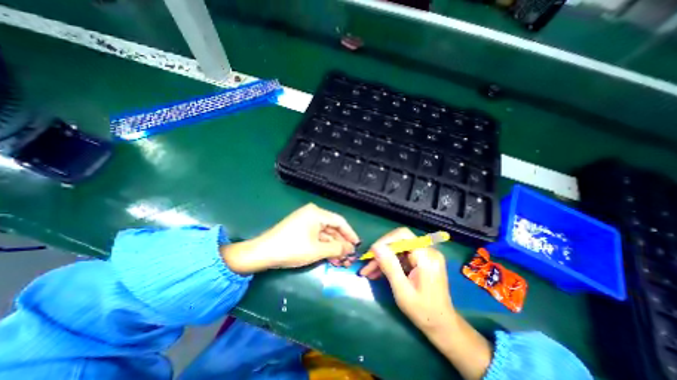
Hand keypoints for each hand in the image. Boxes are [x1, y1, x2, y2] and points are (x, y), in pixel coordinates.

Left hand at [223, 203, 359, 274]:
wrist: (262, 253)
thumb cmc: (292, 248)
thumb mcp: (317, 250)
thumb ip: (337, 249)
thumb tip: (351, 249)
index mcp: (317, 213)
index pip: (340, 221)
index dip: (350, 234)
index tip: (357, 245)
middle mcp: (312, 214)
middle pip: (332, 229)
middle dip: (341, 244)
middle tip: (349, 258)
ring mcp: (306, 221)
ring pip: (325, 234)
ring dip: (333, 248)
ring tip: (341, 262)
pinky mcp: (300, 229)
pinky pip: (316, 237)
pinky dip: (323, 247)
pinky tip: (330, 258)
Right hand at [359, 229, 492, 379]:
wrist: (443, 325)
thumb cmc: (424, 312)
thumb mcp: (403, 291)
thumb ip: (389, 266)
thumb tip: (375, 246)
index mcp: (426, 256)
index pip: (402, 235)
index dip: (384, 241)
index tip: (371, 254)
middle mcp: (427, 251)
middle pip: (399, 241)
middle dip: (381, 252)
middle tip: (366, 264)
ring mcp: (425, 255)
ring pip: (398, 249)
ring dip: (382, 259)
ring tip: (368, 271)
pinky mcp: (422, 260)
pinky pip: (401, 256)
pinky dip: (389, 263)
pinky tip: (377, 273)